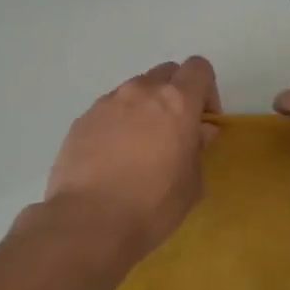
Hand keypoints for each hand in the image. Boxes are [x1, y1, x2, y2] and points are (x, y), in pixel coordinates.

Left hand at [42, 56, 221, 252]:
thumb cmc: (153, 205)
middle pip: (166, 73)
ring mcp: (108, 102)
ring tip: (139, 146)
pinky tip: (112, 157)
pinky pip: (109, 110)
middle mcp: (141, 91)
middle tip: (174, 131)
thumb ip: (198, 148)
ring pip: (135, 91)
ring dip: (144, 108)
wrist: (89, 222)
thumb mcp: (192, 183)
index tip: (203, 121)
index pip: (198, 68)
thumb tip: (199, 132)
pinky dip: (117, 123)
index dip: (206, 90)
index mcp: (177, 101)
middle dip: (175, 95)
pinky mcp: (83, 119)